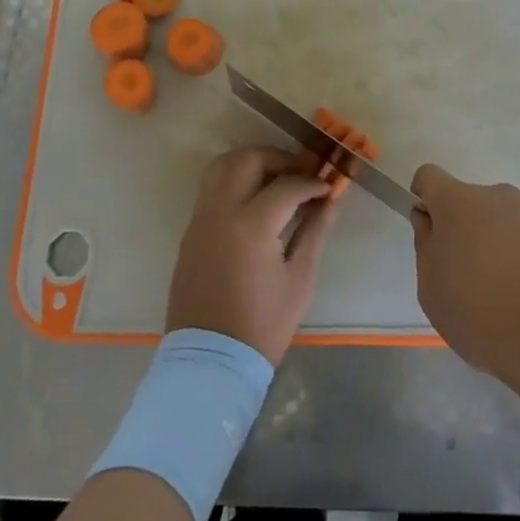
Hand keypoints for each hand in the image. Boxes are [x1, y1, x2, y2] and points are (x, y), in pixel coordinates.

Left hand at [165, 147, 334, 365]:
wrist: (209, 361)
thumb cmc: (261, 326)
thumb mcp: (298, 281)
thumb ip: (314, 233)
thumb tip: (330, 203)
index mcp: (251, 225)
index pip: (287, 185)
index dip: (311, 182)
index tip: (327, 188)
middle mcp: (221, 211)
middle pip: (248, 159)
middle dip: (279, 158)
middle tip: (300, 173)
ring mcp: (200, 219)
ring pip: (222, 165)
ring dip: (251, 162)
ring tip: (275, 179)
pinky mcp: (190, 231)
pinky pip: (211, 188)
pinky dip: (233, 180)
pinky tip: (253, 200)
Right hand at [411, 165, 519, 380]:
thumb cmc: (481, 315)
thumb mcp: (431, 290)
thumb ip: (426, 246)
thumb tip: (431, 223)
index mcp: (458, 203)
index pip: (430, 177)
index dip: (426, 199)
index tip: (433, 231)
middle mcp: (497, 195)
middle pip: (472, 203)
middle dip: (469, 230)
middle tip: (474, 278)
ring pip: (507, 220)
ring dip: (503, 243)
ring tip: (513, 293)